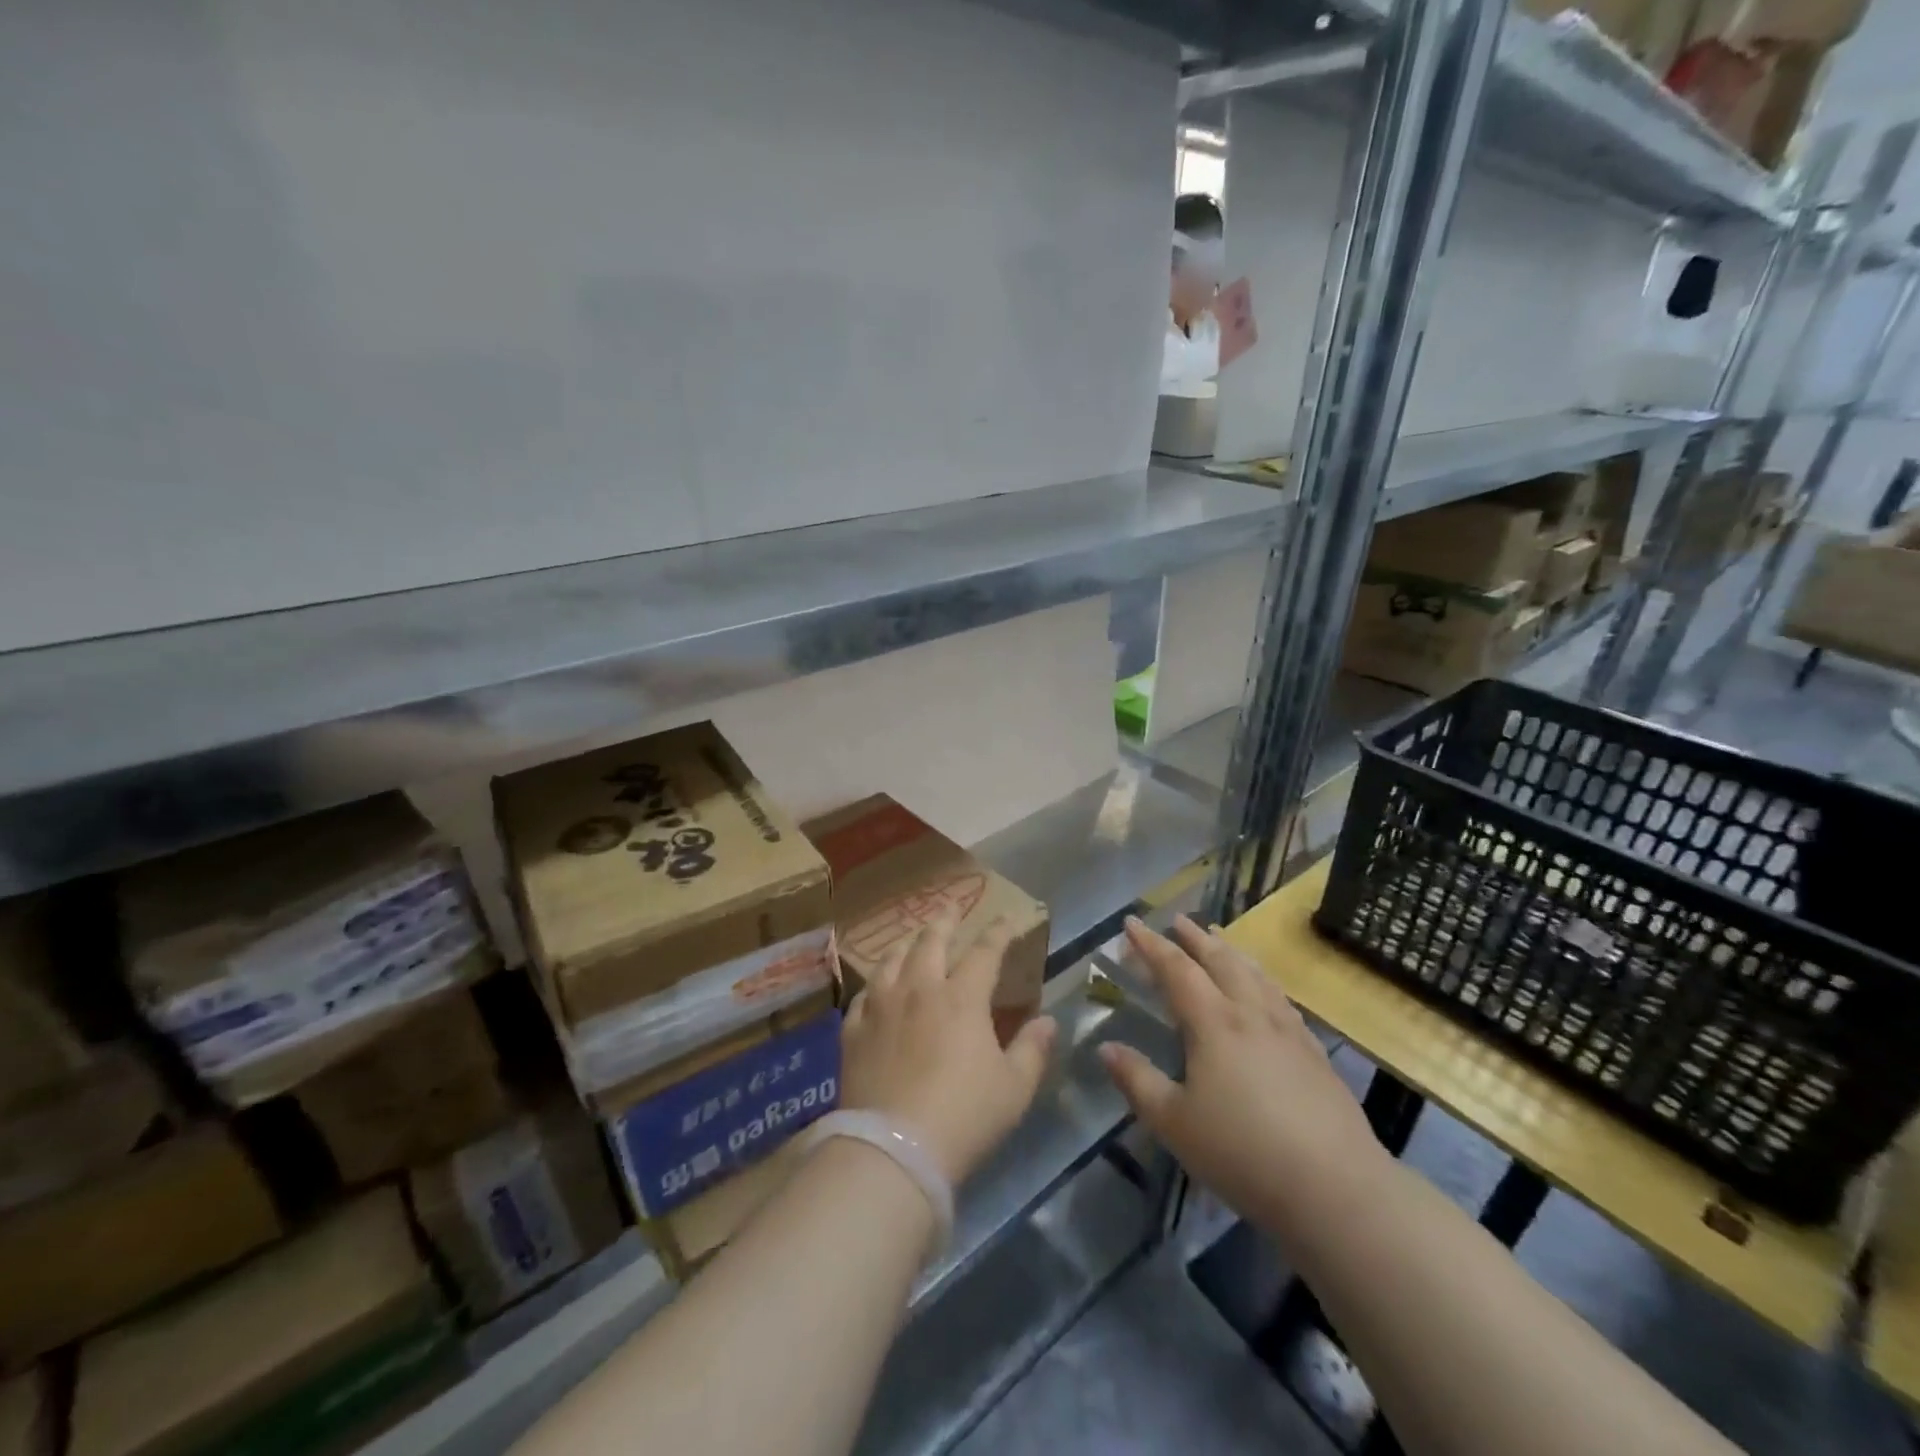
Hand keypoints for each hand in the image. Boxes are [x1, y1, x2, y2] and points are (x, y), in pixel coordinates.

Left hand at [841, 915, 1056, 1186]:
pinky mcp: (853, 1030)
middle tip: (950, 908)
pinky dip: (875, 985)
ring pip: (892, 960)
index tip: (1008, 918)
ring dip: (906, 944)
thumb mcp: (1014, 1088)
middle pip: (931, 941)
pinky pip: (863, 995)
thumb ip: (1032, 1049)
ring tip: (912, 940)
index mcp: (962, 997)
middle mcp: (920, 989)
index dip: (999, 932)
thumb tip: (1048, 1020)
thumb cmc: (964, 1116)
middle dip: (945, 921)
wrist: (894, 1148)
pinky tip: (876, 989)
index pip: (985, 951)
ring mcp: (881, 1006)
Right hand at [1099, 915, 1393, 1243]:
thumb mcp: (1174, 1122)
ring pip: (1255, 975)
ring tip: (1218, 938)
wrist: (1335, 1188)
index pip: (1176, 969)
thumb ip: (1138, 1080)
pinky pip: (1281, 998)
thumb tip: (1107, 1048)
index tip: (1131, 922)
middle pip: (1220, 961)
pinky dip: (1262, 980)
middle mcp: (1251, 1013)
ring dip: (1231, 951)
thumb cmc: (1242, 1152)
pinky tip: (1265, 991)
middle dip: (1194, 937)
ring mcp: (1288, 1031)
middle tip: (1176, 919)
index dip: (1151, 944)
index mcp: (1213, 1023)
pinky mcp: (1314, 1053)